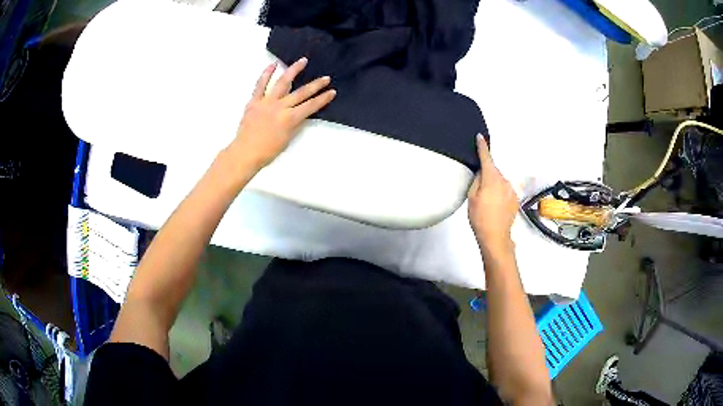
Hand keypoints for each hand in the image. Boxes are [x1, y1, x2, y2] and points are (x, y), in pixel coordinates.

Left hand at [227, 57, 335, 170]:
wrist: (245, 153)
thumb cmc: (267, 151)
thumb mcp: (287, 139)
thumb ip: (295, 123)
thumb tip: (302, 112)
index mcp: (290, 119)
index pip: (311, 106)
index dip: (323, 99)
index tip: (332, 92)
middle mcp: (280, 107)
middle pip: (302, 92)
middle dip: (316, 85)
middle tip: (326, 78)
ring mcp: (267, 102)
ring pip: (283, 82)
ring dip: (294, 70)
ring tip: (302, 61)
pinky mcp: (254, 101)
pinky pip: (260, 85)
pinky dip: (266, 74)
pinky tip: (273, 65)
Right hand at [468, 134, 518, 254]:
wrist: (495, 236)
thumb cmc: (480, 218)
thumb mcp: (472, 197)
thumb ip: (477, 180)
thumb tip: (481, 172)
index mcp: (491, 178)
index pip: (486, 158)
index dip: (482, 147)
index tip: (480, 137)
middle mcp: (504, 181)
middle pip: (493, 171)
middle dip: (487, 175)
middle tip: (479, 190)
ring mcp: (511, 190)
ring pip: (500, 181)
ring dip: (494, 186)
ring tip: (487, 202)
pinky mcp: (515, 199)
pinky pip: (505, 190)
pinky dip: (500, 194)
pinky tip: (495, 206)